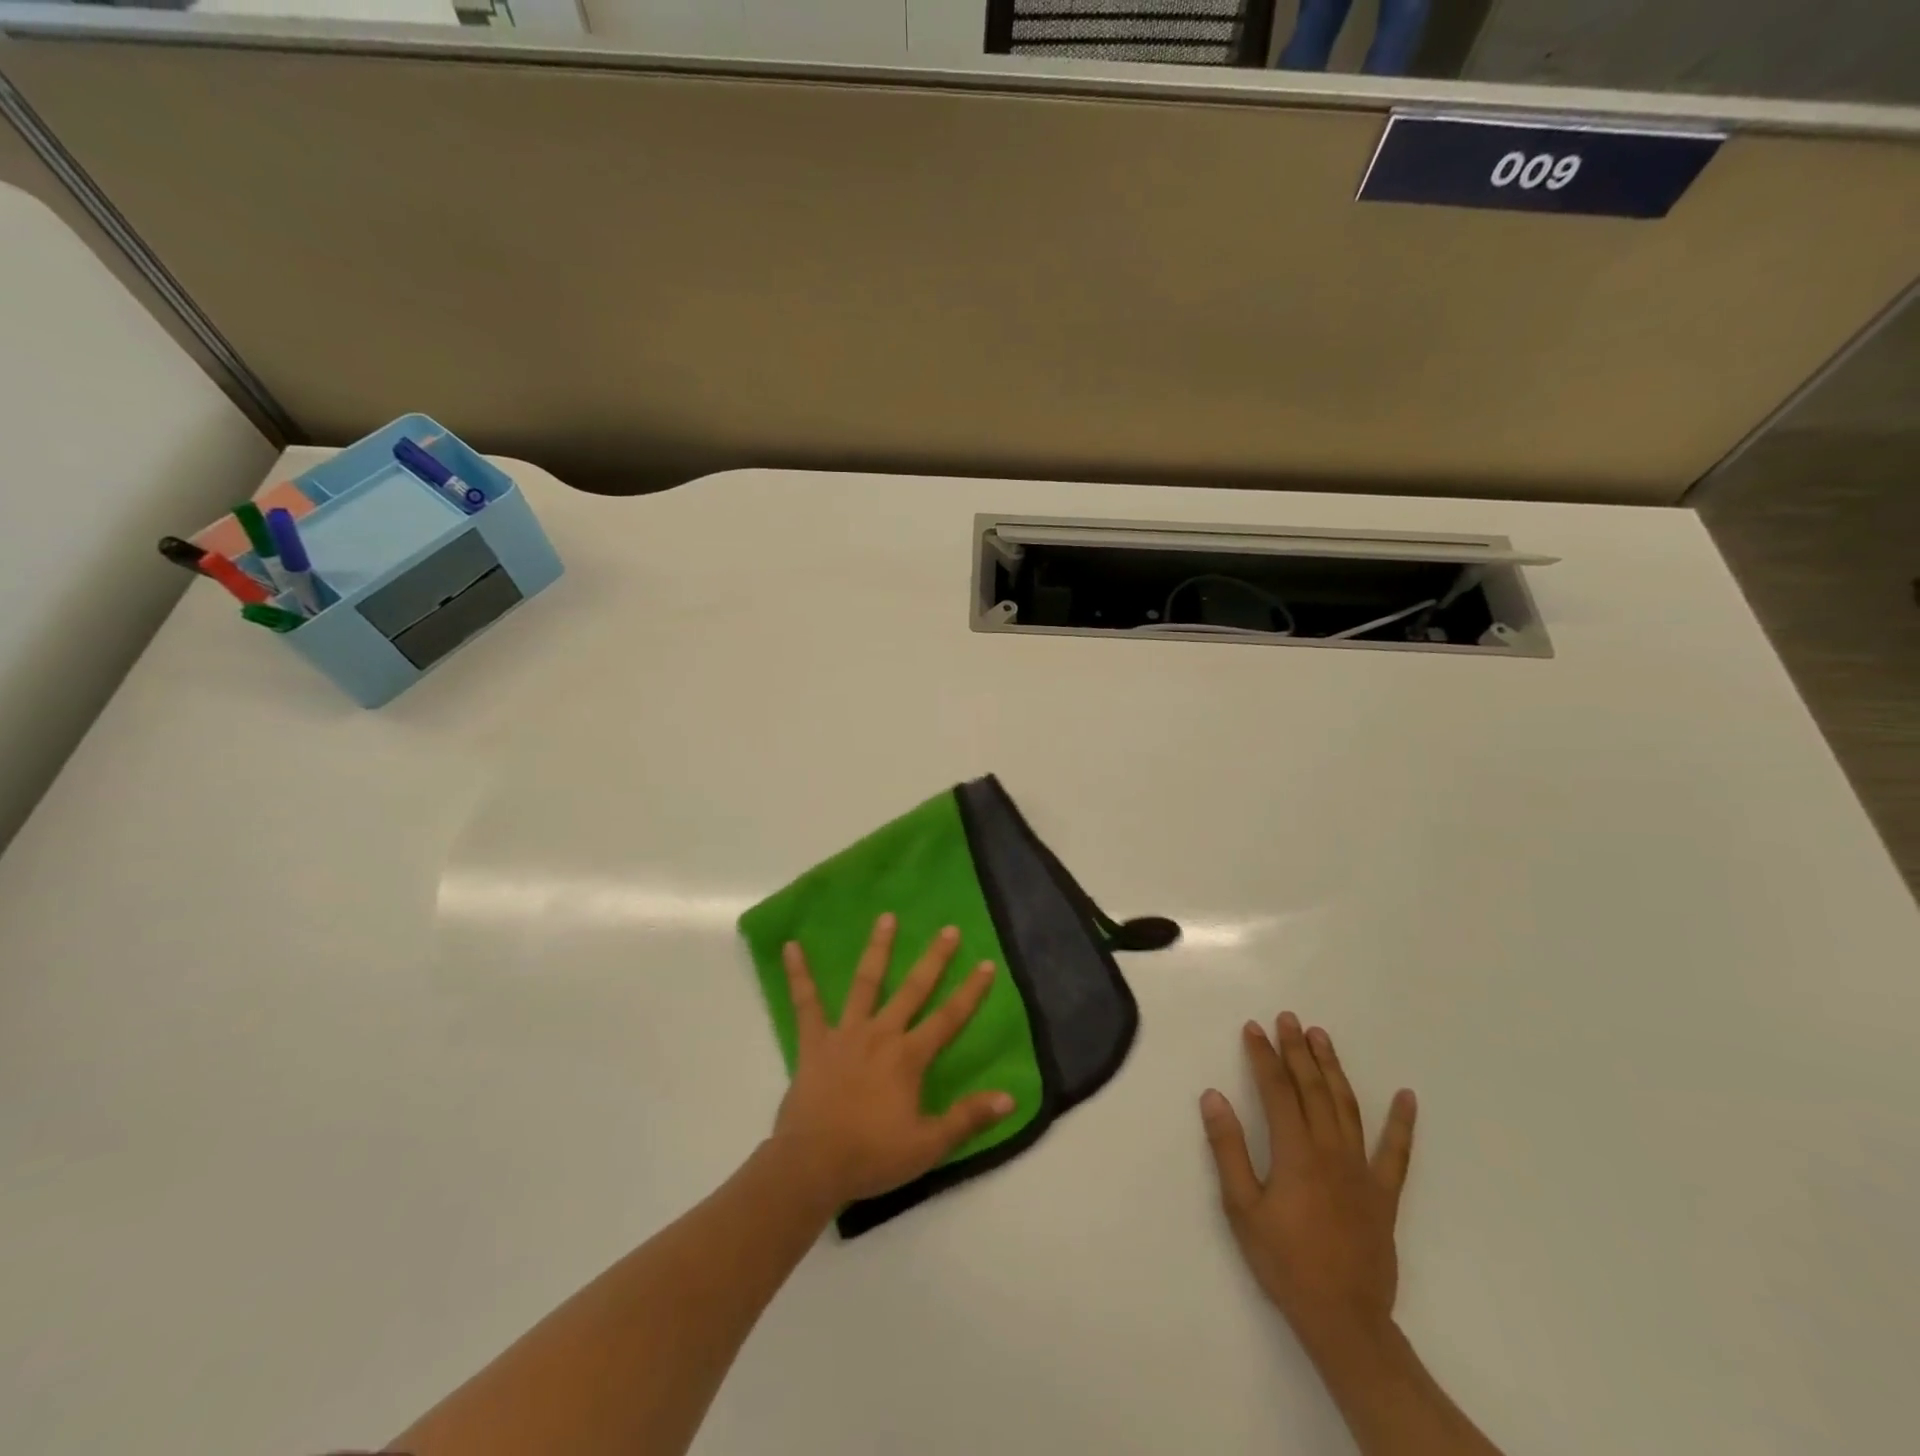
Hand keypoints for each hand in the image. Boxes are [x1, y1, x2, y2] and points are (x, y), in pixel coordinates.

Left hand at [772, 913, 1014, 1209]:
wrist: (811, 1166)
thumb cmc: (871, 1156)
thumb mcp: (927, 1145)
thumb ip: (967, 1119)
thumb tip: (1010, 1098)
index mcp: (908, 1057)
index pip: (948, 1019)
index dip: (970, 992)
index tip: (986, 964)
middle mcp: (881, 1034)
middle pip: (913, 990)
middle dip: (934, 959)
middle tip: (948, 929)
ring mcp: (846, 1033)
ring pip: (866, 983)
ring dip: (878, 949)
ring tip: (887, 918)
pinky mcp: (814, 1042)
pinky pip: (806, 1003)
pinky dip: (799, 975)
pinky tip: (791, 947)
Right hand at [1200, 1013, 1416, 1355]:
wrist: (1344, 1318)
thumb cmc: (1285, 1262)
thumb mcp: (1242, 1208)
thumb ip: (1228, 1149)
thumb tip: (1213, 1096)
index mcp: (1295, 1152)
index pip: (1276, 1090)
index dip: (1263, 1056)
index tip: (1253, 1028)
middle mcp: (1330, 1150)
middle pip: (1312, 1088)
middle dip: (1297, 1050)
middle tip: (1288, 1018)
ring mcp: (1361, 1170)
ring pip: (1347, 1106)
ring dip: (1333, 1068)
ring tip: (1322, 1037)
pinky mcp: (1384, 1193)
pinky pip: (1396, 1152)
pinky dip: (1402, 1123)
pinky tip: (1407, 1097)